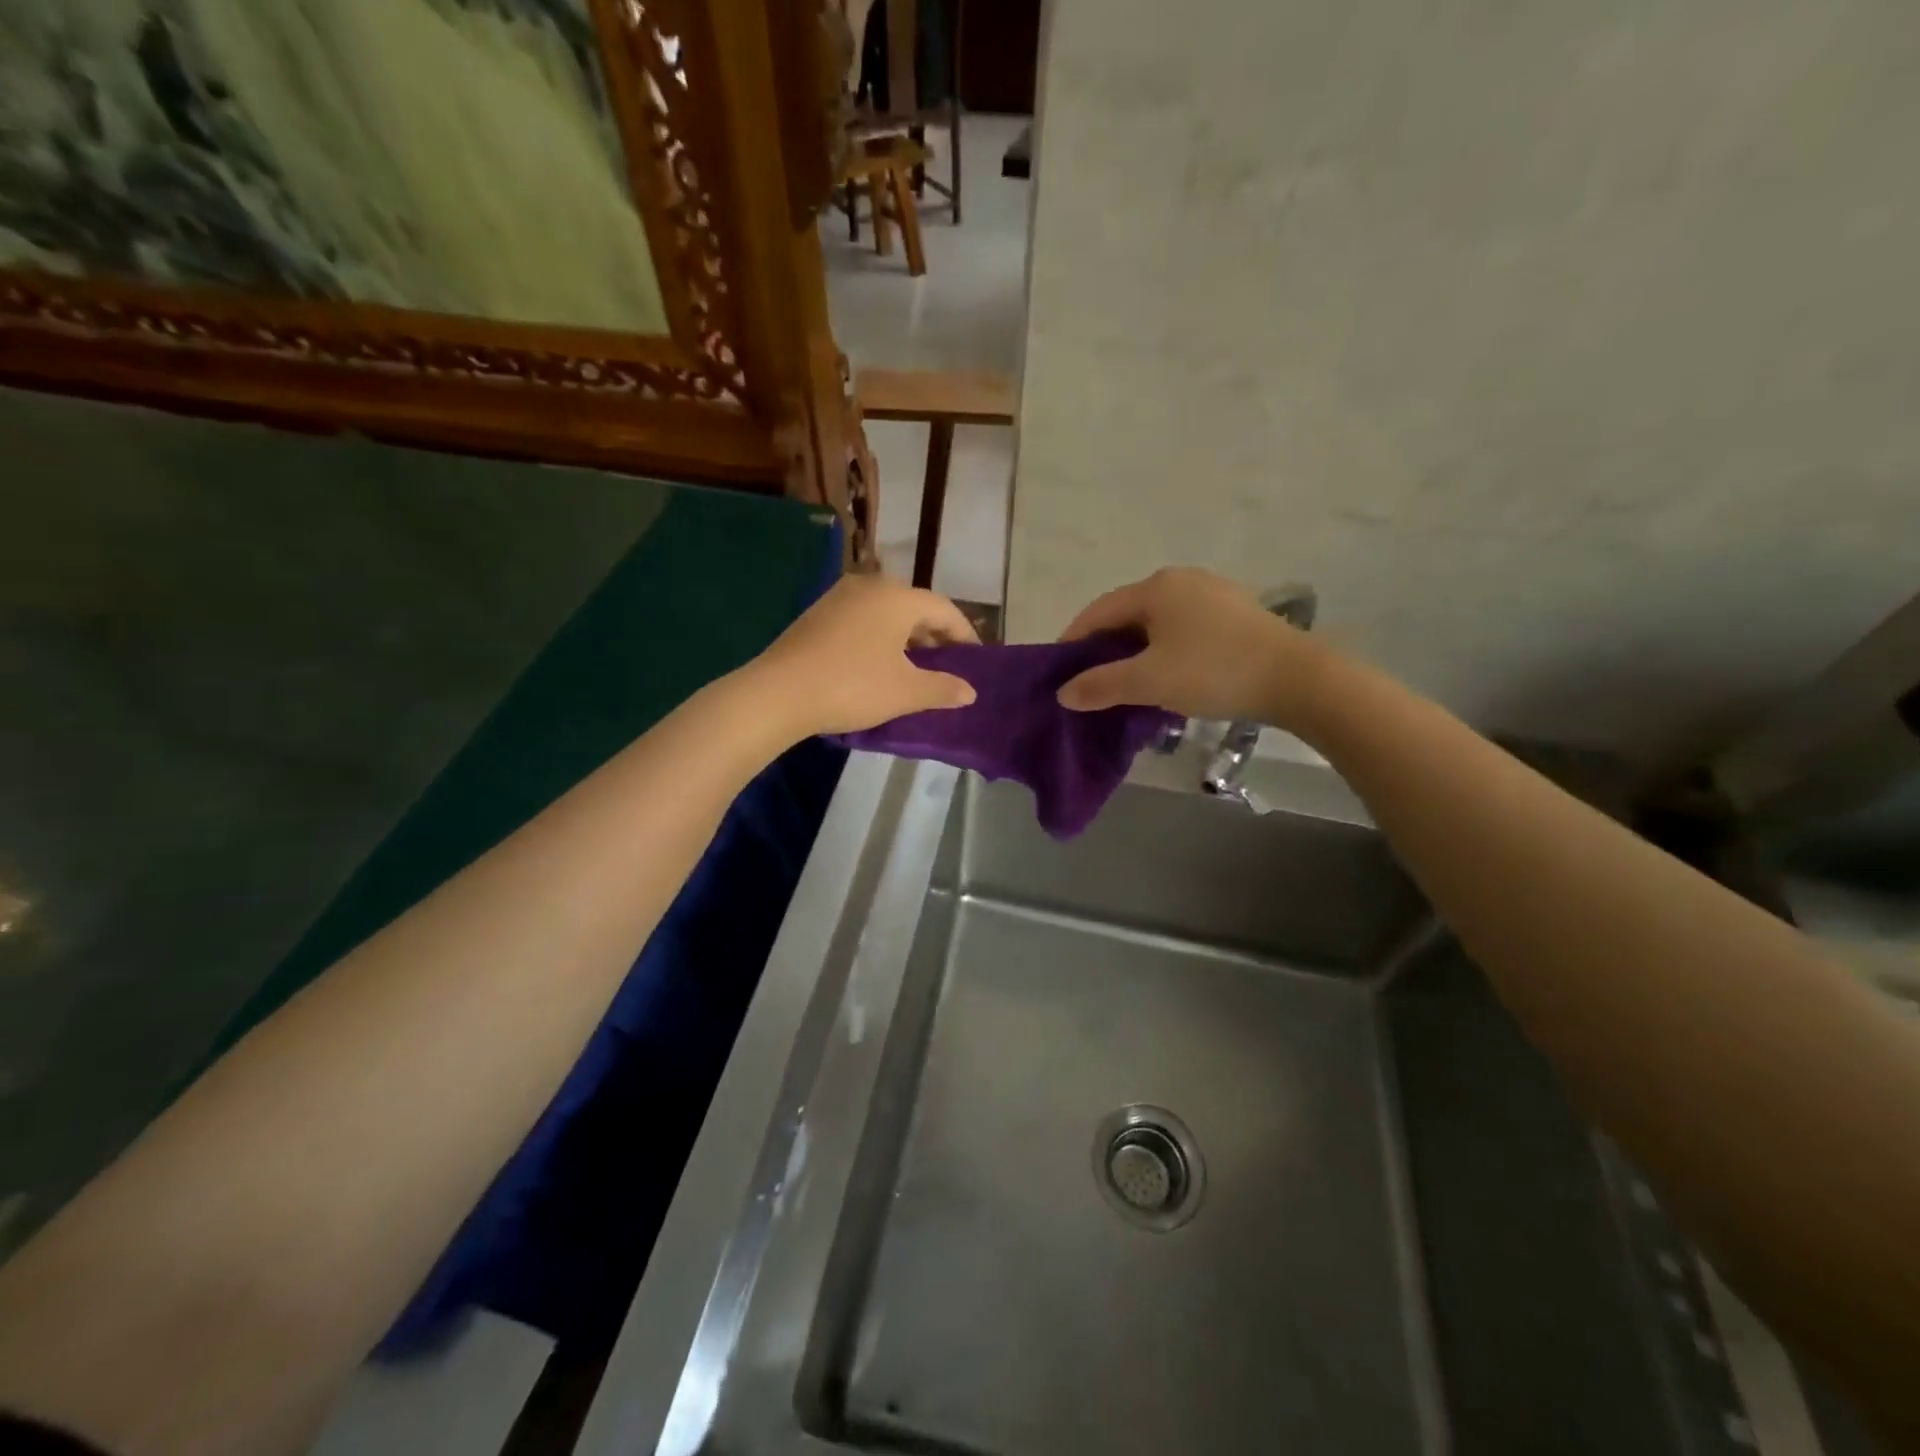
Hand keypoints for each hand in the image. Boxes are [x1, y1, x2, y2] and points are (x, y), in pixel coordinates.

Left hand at [751, 573, 978, 737]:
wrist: (778, 693)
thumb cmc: (852, 686)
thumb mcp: (905, 692)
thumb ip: (943, 688)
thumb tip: (970, 692)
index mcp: (897, 597)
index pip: (944, 610)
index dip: (965, 635)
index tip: (975, 660)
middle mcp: (870, 586)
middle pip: (915, 606)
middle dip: (934, 635)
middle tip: (947, 664)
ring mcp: (839, 597)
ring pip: (887, 612)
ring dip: (906, 636)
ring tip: (914, 667)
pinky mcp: (817, 614)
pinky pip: (862, 619)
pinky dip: (880, 637)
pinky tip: (878, 664)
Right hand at [1055, 568, 1320, 725]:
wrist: (1298, 679)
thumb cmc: (1213, 671)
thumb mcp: (1148, 681)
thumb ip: (1101, 685)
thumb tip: (1063, 693)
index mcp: (1156, 587)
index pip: (1098, 612)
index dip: (1073, 642)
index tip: (1060, 674)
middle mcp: (1182, 581)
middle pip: (1128, 616)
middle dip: (1105, 650)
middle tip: (1092, 685)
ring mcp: (1213, 595)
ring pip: (1157, 625)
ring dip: (1136, 654)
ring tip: (1127, 687)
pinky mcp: (1236, 615)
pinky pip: (1184, 632)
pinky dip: (1166, 653)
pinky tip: (1168, 679)